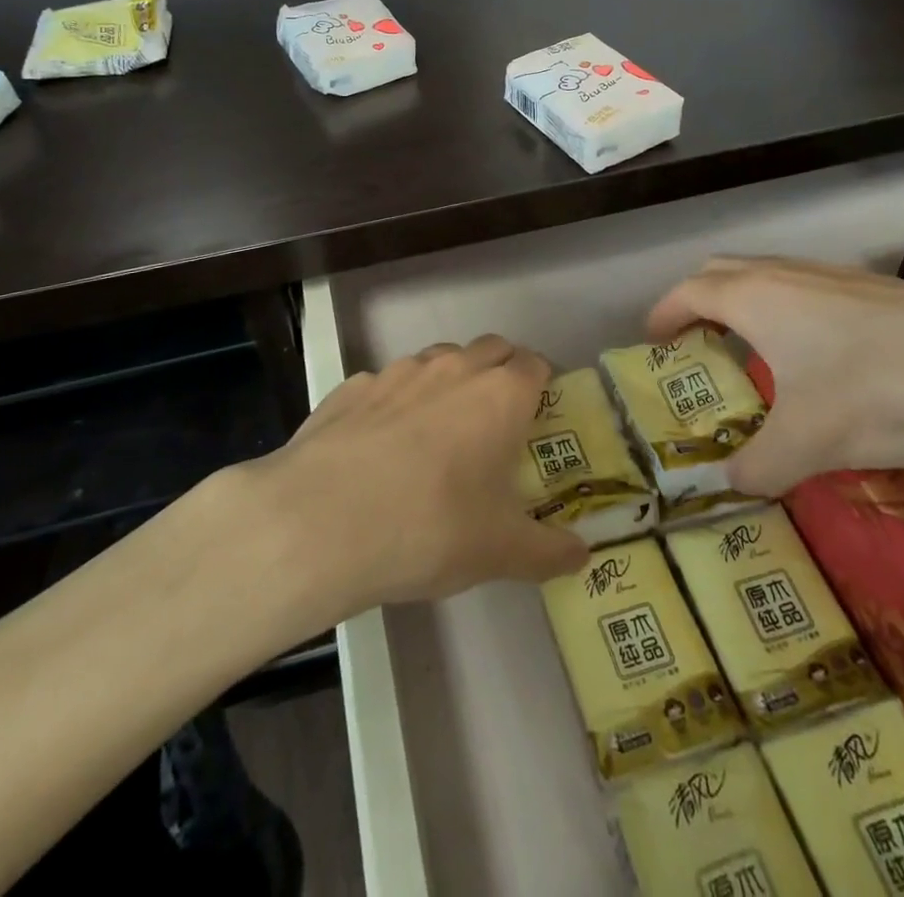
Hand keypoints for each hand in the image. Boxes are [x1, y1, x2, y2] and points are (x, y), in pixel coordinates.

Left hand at [244, 336, 588, 621]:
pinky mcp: (351, 387)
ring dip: (448, 382)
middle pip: (490, 349)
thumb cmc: (430, 527)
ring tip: (437, 433)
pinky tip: (379, 447)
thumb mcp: (499, 551)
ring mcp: (397, 372)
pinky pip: (386, 384)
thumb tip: (582, 555)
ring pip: (437, 360)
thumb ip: (548, 551)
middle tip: (497, 422)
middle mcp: (452, 368)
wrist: (320, 521)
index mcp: (499, 395)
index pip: (534, 365)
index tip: (540, 415)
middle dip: (500, 372)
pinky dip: (395, 403)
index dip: (542, 384)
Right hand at [647, 256, 903, 495]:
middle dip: (696, 302)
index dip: (663, 315)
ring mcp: (830, 275)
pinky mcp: (868, 288)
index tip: (652, 342)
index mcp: (755, 299)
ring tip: (749, 353)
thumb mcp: (811, 443)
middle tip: (694, 346)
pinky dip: (782, 309)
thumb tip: (731, 485)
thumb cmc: (882, 392)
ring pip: (764, 276)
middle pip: (720, 272)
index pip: (688, 293)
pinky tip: (814, 357)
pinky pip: (801, 287)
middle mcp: (784, 275)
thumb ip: (759, 466)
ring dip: (742, 304)